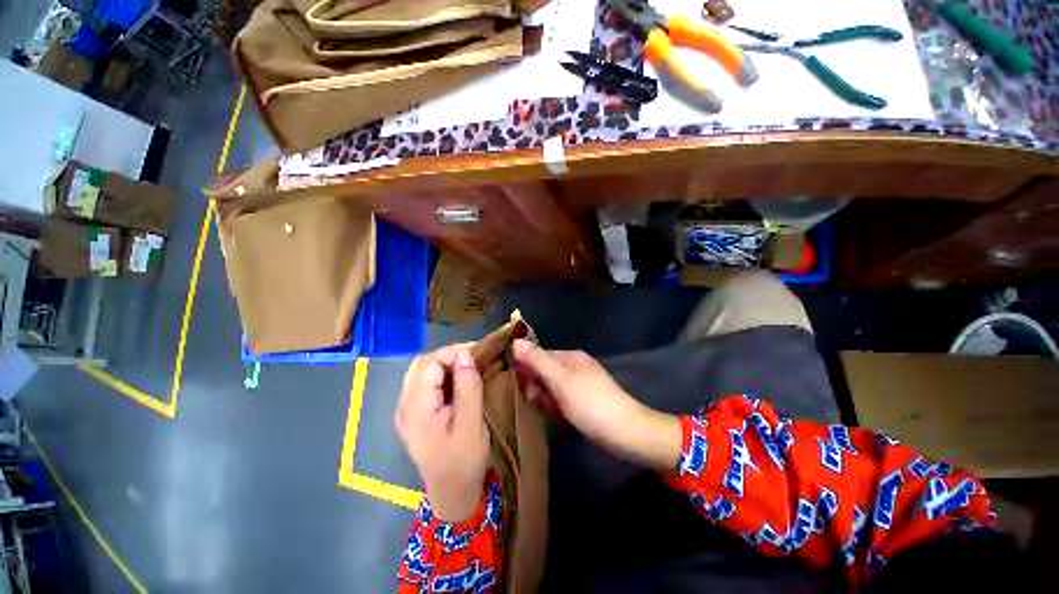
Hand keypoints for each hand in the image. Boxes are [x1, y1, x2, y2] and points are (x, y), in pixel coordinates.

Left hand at [394, 344, 488, 522]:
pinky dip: (443, 375)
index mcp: (416, 409)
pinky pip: (425, 383)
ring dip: (446, 364)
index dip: (453, 352)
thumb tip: (465, 355)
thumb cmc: (464, 462)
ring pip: (422, 371)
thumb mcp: (471, 425)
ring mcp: (407, 410)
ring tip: (469, 367)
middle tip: (475, 358)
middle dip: (449, 355)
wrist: (452, 494)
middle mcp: (404, 406)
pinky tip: (459, 380)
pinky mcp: (415, 414)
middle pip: (421, 364)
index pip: (429, 364)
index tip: (479, 352)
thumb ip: (467, 387)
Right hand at [513, 340, 681, 471]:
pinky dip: (559, 406)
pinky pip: (565, 398)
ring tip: (551, 411)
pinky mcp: (587, 399)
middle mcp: (577, 366)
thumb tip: (516, 341)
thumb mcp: (560, 381)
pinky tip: (561, 416)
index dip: (529, 370)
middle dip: (539, 386)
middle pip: (547, 371)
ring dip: (548, 398)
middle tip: (537, 402)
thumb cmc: (590, 403)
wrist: (626, 432)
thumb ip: (538, 361)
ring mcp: (583, 383)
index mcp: (571, 357)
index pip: (541, 355)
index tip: (524, 389)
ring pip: (555, 386)